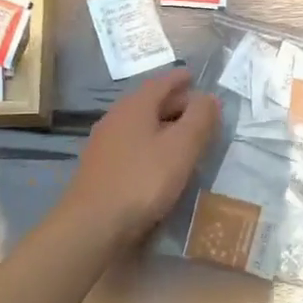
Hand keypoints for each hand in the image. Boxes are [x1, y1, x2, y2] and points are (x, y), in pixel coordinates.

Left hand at [67, 70, 219, 243]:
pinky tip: (161, 162)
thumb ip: (199, 119)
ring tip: (185, 136)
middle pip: (149, 103)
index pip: (160, 82)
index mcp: (134, 107)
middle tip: (199, 111)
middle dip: (175, 103)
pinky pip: (132, 146)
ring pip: (140, 125)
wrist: (93, 225)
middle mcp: (116, 119)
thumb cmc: (142, 180)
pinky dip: (151, 145)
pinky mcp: (102, 169)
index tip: (194, 76)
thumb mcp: (181, 147)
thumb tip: (210, 97)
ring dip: (163, 126)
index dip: (179, 79)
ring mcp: (105, 145)